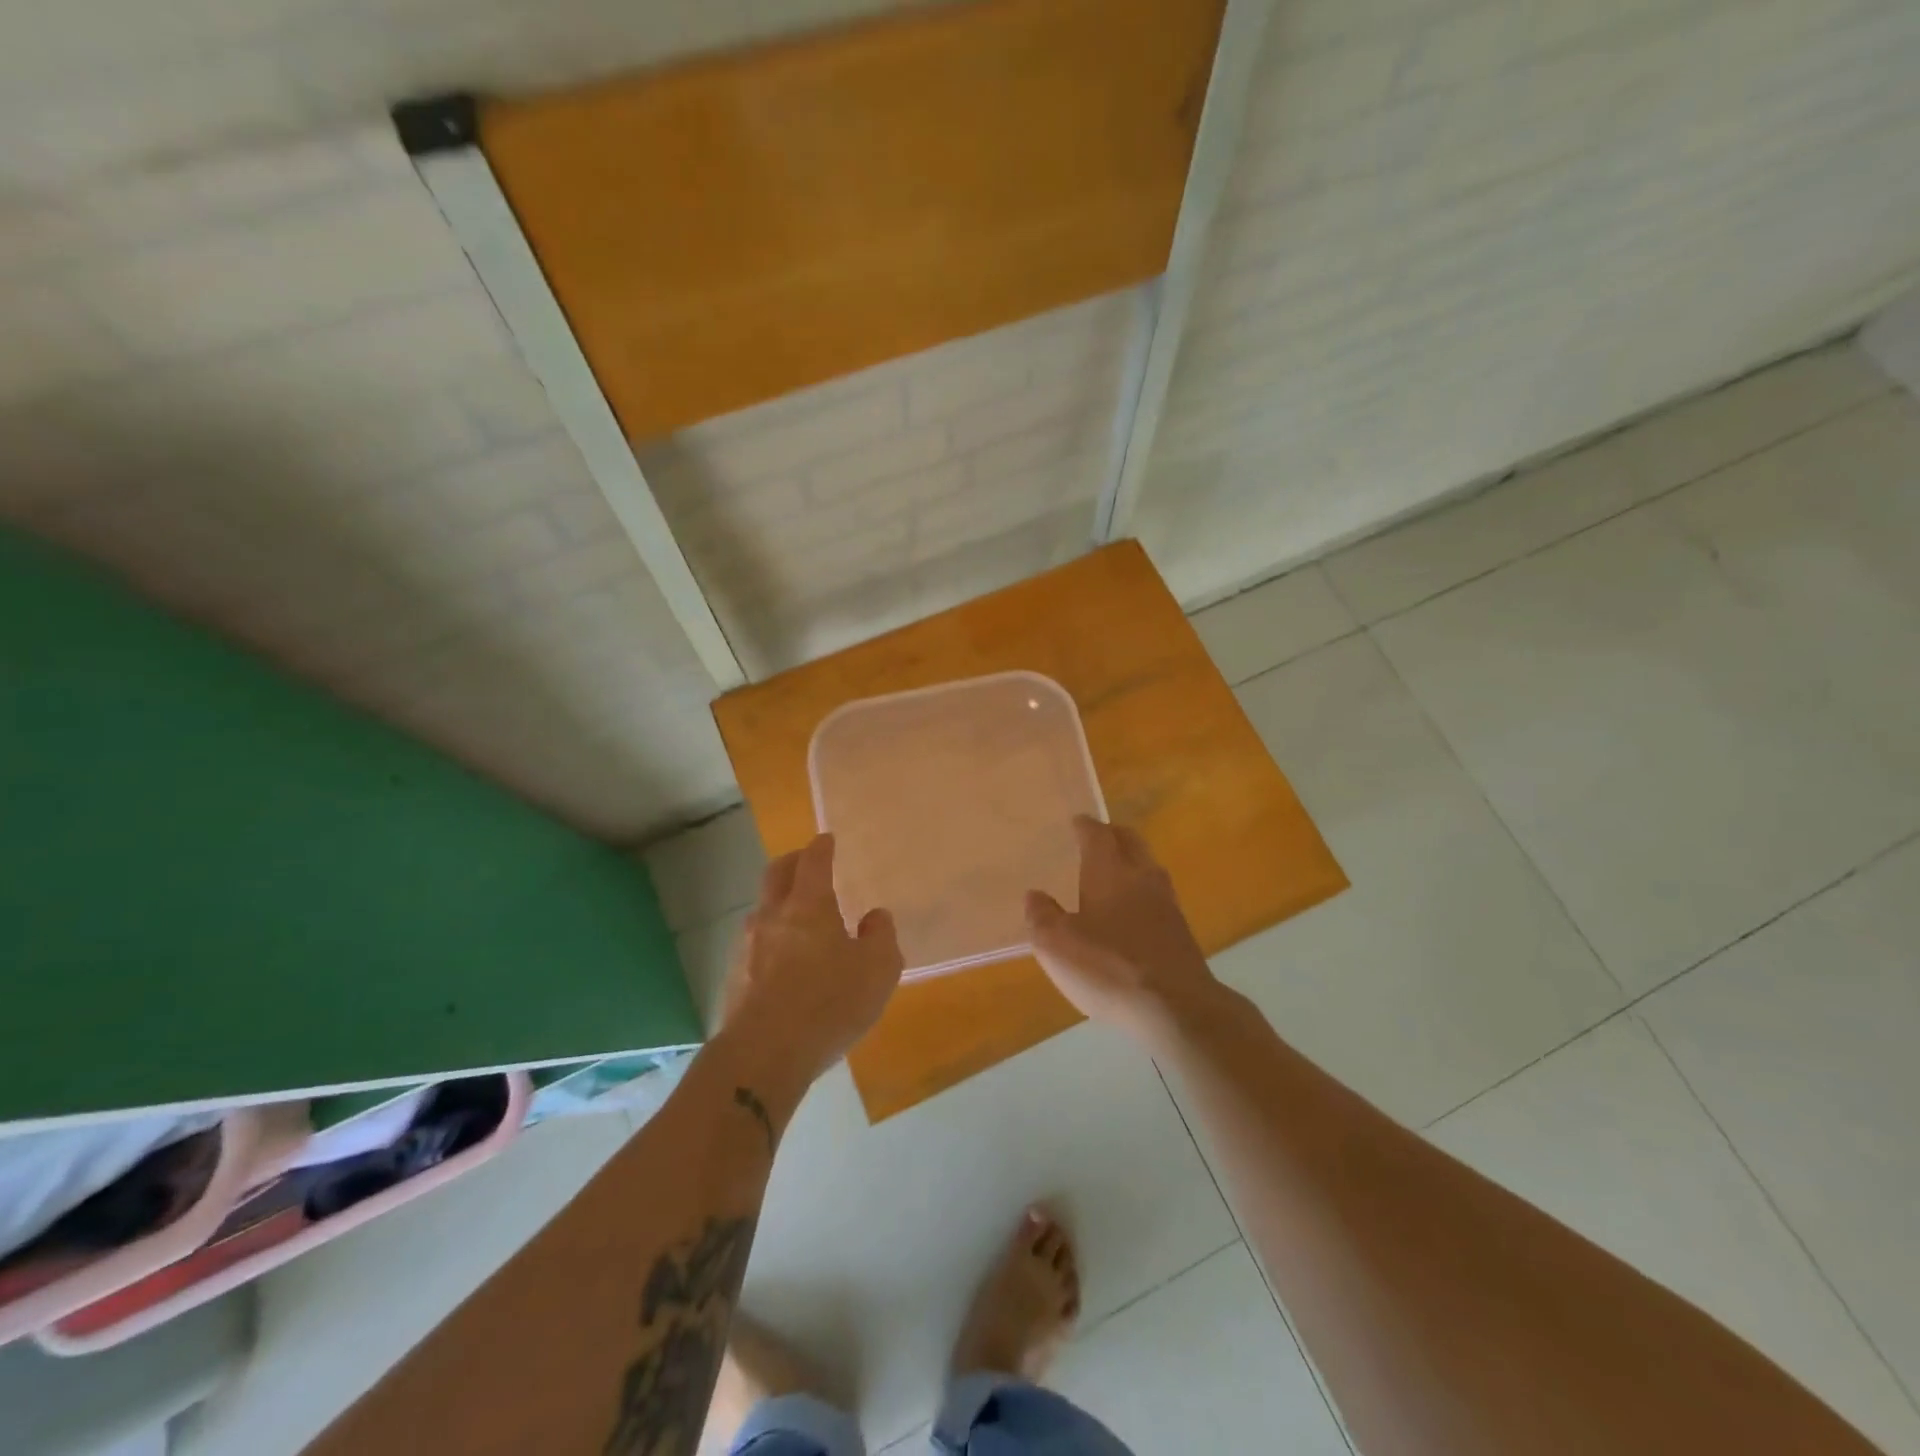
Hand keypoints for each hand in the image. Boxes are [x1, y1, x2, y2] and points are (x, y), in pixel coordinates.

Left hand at [720, 834, 903, 1085]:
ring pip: (763, 908)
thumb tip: (875, 917)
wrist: (763, 1054)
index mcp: (808, 904)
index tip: (827, 840)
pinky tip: (784, 961)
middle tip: (806, 862)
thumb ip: (881, 936)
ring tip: (799, 917)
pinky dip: (771, 939)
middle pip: (777, 873)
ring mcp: (747, 946)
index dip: (821, 847)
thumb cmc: (829, 1003)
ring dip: (779, 903)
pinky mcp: (734, 977)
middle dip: (793, 861)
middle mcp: (773, 915)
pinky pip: (755, 944)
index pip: (813, 861)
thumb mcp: (878, 969)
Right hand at [1026, 816, 1221, 1044]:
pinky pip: (1158, 896)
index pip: (1097, 835)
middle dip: (1113, 834)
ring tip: (1113, 871)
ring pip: (1148, 867)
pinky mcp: (1181, 932)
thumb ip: (1042, 916)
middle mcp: (1141, 877)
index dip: (1085, 826)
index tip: (1076, 822)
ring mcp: (1167, 904)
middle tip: (1097, 836)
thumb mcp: (1056, 945)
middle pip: (1131, 842)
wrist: (1177, 1008)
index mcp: (1109, 871)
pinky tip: (1131, 912)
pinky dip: (1142, 892)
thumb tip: (1035, 895)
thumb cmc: (1109, 968)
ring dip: (1131, 862)